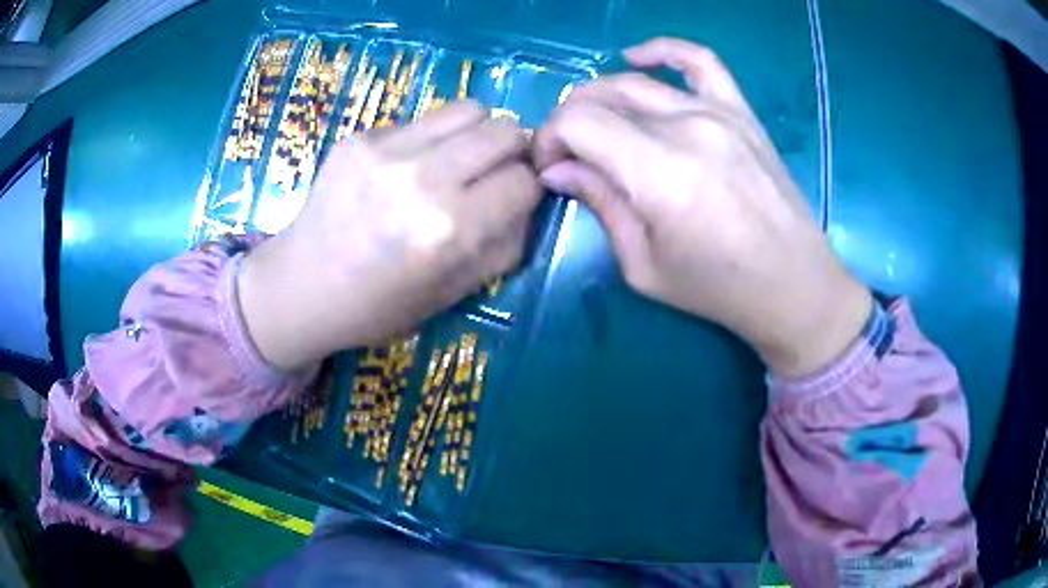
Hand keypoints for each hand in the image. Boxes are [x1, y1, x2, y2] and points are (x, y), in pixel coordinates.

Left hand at [238, 102, 539, 369]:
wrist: (302, 286)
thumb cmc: (380, 305)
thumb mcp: (455, 293)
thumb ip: (505, 244)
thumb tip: (529, 200)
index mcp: (450, 229)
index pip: (525, 181)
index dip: (528, 189)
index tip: (514, 198)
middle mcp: (422, 179)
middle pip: (505, 130)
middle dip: (512, 152)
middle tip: (492, 173)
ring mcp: (387, 150)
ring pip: (470, 109)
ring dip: (477, 134)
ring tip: (457, 161)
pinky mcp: (361, 136)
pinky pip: (424, 119)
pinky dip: (433, 139)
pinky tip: (408, 167)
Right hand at [533, 38, 870, 376]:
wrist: (793, 285)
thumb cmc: (718, 289)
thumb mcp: (643, 264)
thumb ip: (601, 205)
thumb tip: (558, 171)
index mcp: (658, 171)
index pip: (578, 123)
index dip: (549, 140)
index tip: (549, 169)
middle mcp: (685, 128)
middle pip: (602, 98)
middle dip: (569, 122)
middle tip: (567, 155)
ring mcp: (718, 113)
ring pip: (637, 82)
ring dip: (600, 97)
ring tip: (593, 124)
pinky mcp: (741, 112)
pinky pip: (700, 61)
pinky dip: (663, 50)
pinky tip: (638, 58)